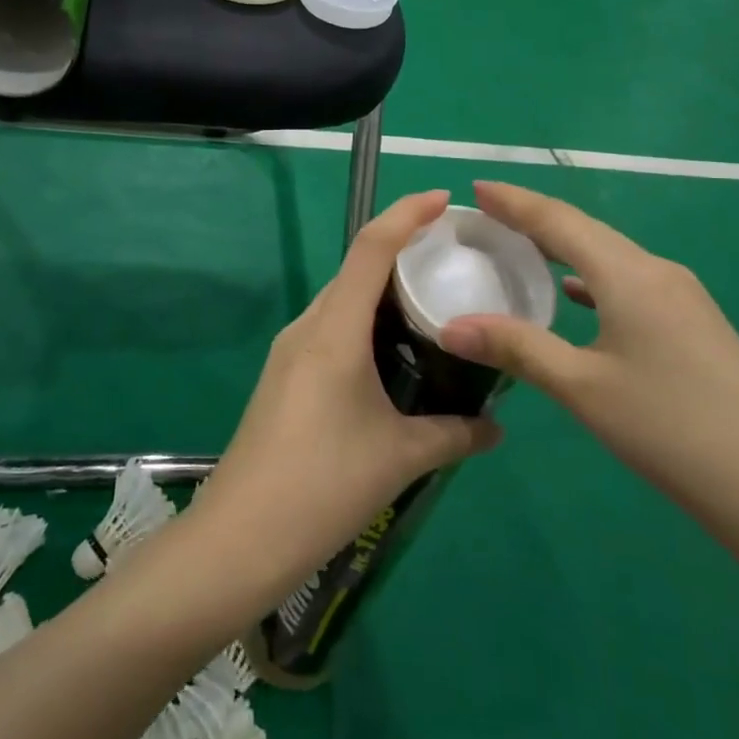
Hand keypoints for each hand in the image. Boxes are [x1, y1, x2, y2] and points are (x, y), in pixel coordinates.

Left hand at [192, 190, 503, 600]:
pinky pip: (330, 329)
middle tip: (451, 260)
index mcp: (334, 328)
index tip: (442, 200)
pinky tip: (390, 355)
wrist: (240, 538)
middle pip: (356, 269)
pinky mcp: (284, 376)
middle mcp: (308, 326)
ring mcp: (290, 351)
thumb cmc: (324, 484)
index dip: (406, 214)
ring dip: (382, 293)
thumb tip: (498, 429)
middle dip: (402, 253)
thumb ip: (455, 434)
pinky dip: (364, 324)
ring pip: (342, 302)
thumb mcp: (400, 457)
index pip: (371, 247)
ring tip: (429, 304)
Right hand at [439, 181, 738, 578]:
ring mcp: (682, 298)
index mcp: (628, 273)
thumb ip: (516, 348)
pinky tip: (576, 297)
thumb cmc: (670, 429)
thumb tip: (450, 328)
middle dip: (534, 220)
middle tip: (488, 219)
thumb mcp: (582, 388)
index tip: (477, 188)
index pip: (559, 220)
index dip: (515, 202)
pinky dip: (591, 279)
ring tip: (521, 251)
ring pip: (609, 257)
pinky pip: (628, 283)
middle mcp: (657, 271)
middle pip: (585, 231)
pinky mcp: (694, 325)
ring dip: (563, 249)